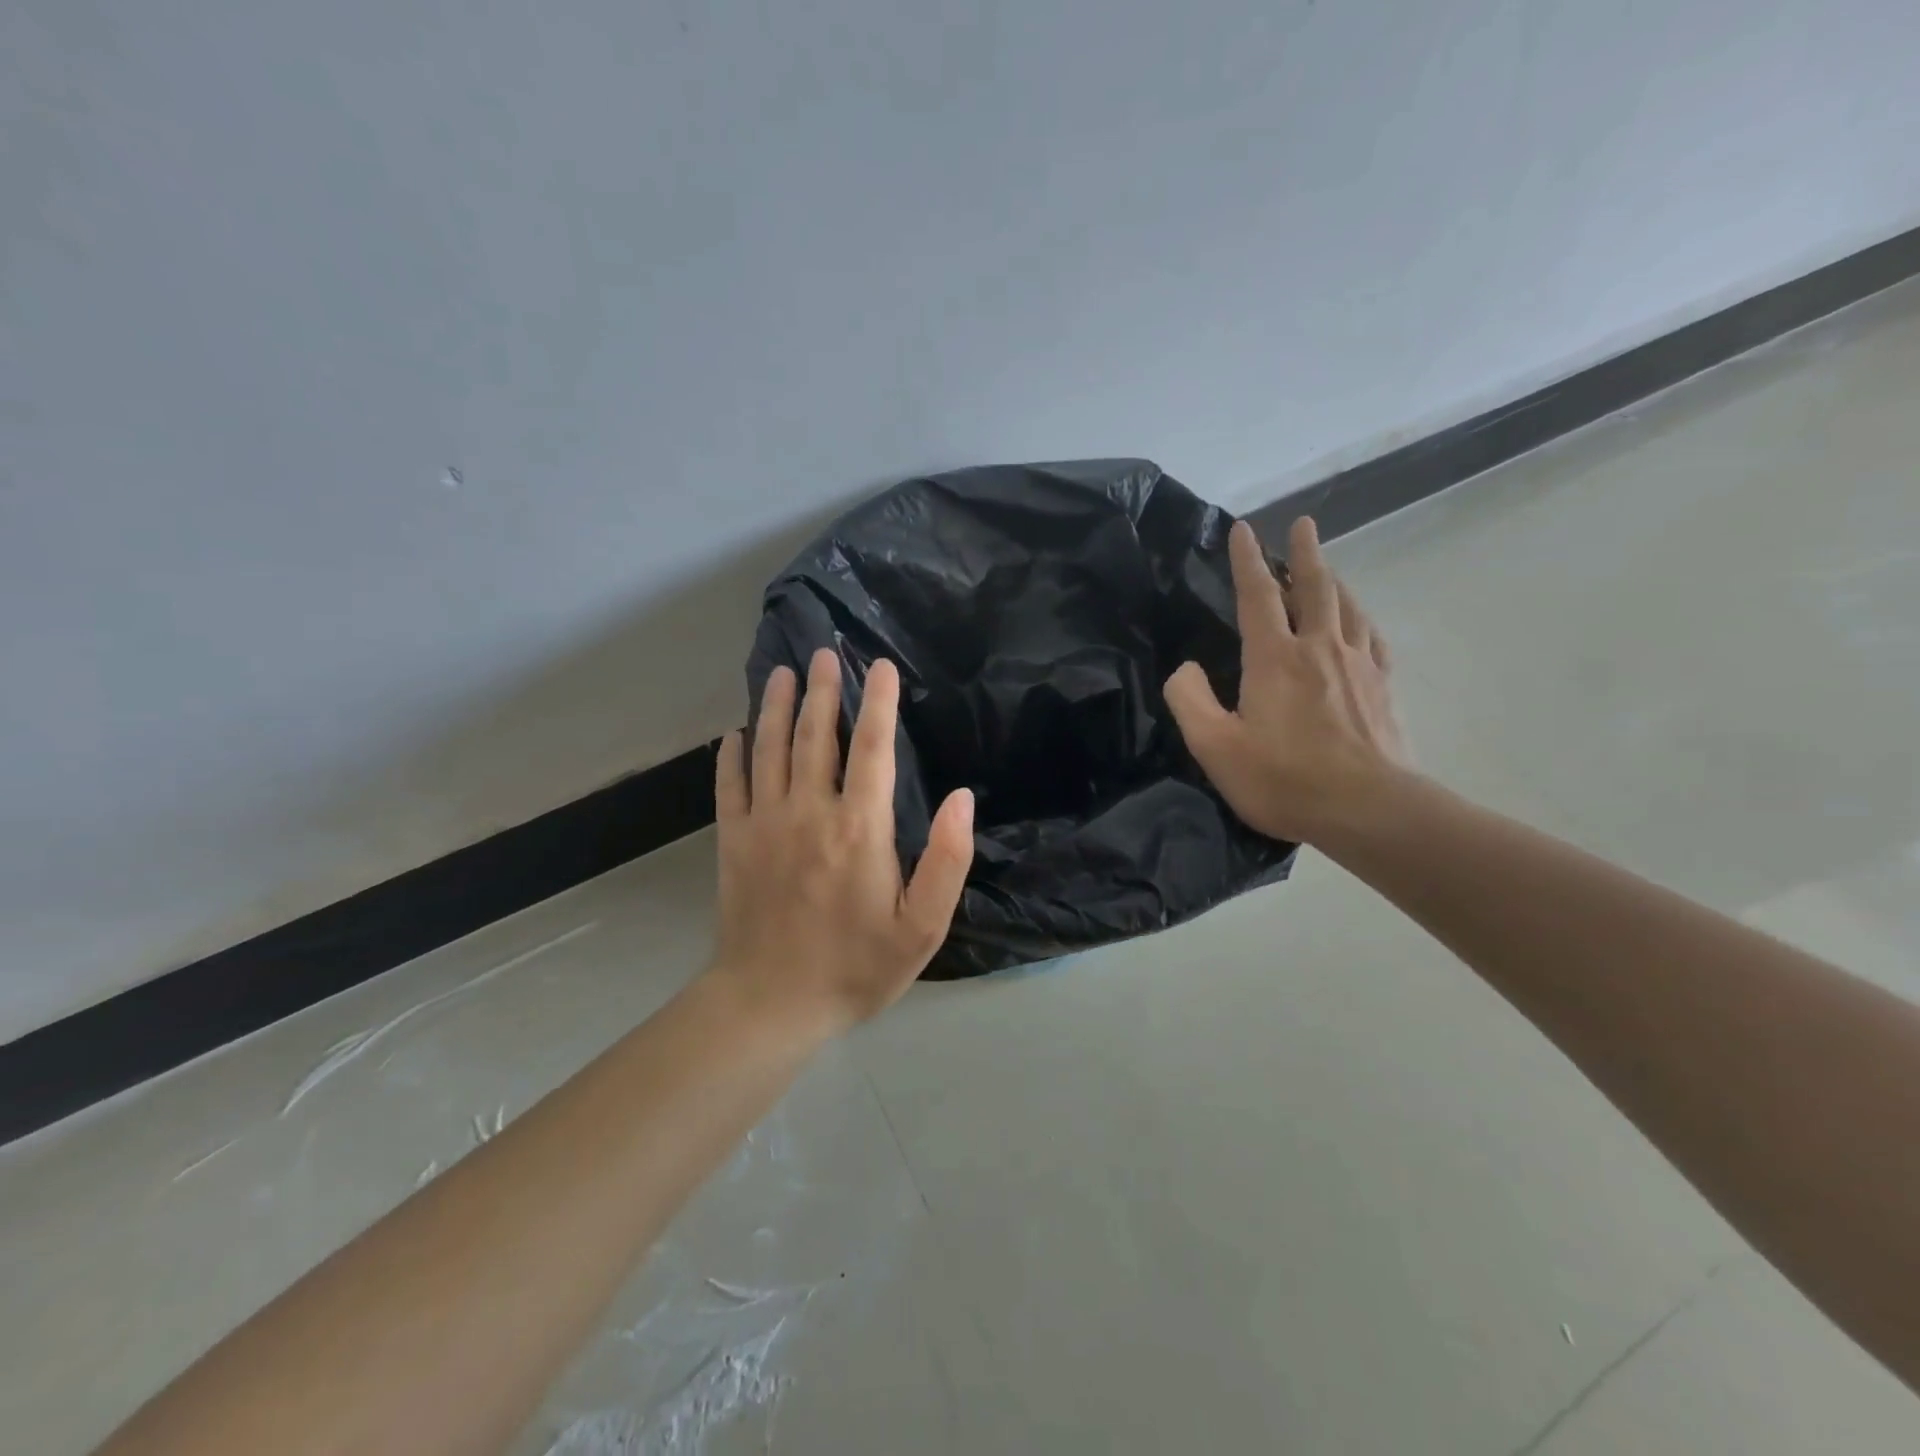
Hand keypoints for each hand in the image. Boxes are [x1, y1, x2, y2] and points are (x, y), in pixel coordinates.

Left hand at [710, 648, 974, 1035]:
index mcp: (859, 828)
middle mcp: (809, 811)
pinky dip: (732, 754)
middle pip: (814, 736)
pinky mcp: (733, 841)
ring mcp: (764, 823)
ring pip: (769, 749)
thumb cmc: (855, 966)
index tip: (880, 666)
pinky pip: (730, 784)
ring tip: (781, 673)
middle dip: (822, 690)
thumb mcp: (922, 927)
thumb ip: (948, 860)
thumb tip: (963, 798)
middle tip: (823, 653)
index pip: (871, 748)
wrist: (770, 1003)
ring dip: (775, 707)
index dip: (878, 703)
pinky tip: (734, 733)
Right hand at [1165, 516, 1409, 844]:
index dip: (1247, 560)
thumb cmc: (1283, 779)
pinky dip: (1361, 618)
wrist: (1368, 810)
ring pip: (1347, 607)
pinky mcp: (1383, 688)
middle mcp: (1319, 649)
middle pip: (1314, 587)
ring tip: (1326, 566)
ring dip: (1333, 579)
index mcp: (1274, 658)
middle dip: (1305, 553)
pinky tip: (1360, 620)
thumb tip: (1185, 668)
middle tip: (1304, 523)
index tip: (1242, 529)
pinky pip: (1372, 638)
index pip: (1258, 595)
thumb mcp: (1214, 746)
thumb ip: (1190, 700)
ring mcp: (1359, 666)